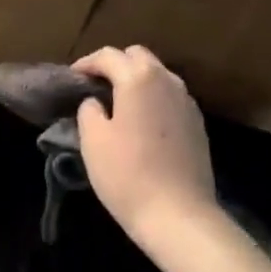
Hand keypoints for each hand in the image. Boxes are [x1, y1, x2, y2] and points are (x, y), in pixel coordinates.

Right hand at [72, 46, 217, 253]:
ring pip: (157, 75)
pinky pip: (170, 97)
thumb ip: (89, 110)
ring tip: (118, 103)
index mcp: (138, 78)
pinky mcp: (198, 124)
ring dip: (136, 80)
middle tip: (95, 86)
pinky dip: (153, 98)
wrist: (179, 216)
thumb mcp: (93, 140)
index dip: (86, 63)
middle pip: (138, 57)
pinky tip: (142, 122)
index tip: (72, 78)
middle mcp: (167, 80)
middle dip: (115, 65)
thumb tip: (95, 102)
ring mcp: (187, 101)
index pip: (108, 56)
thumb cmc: (128, 174)